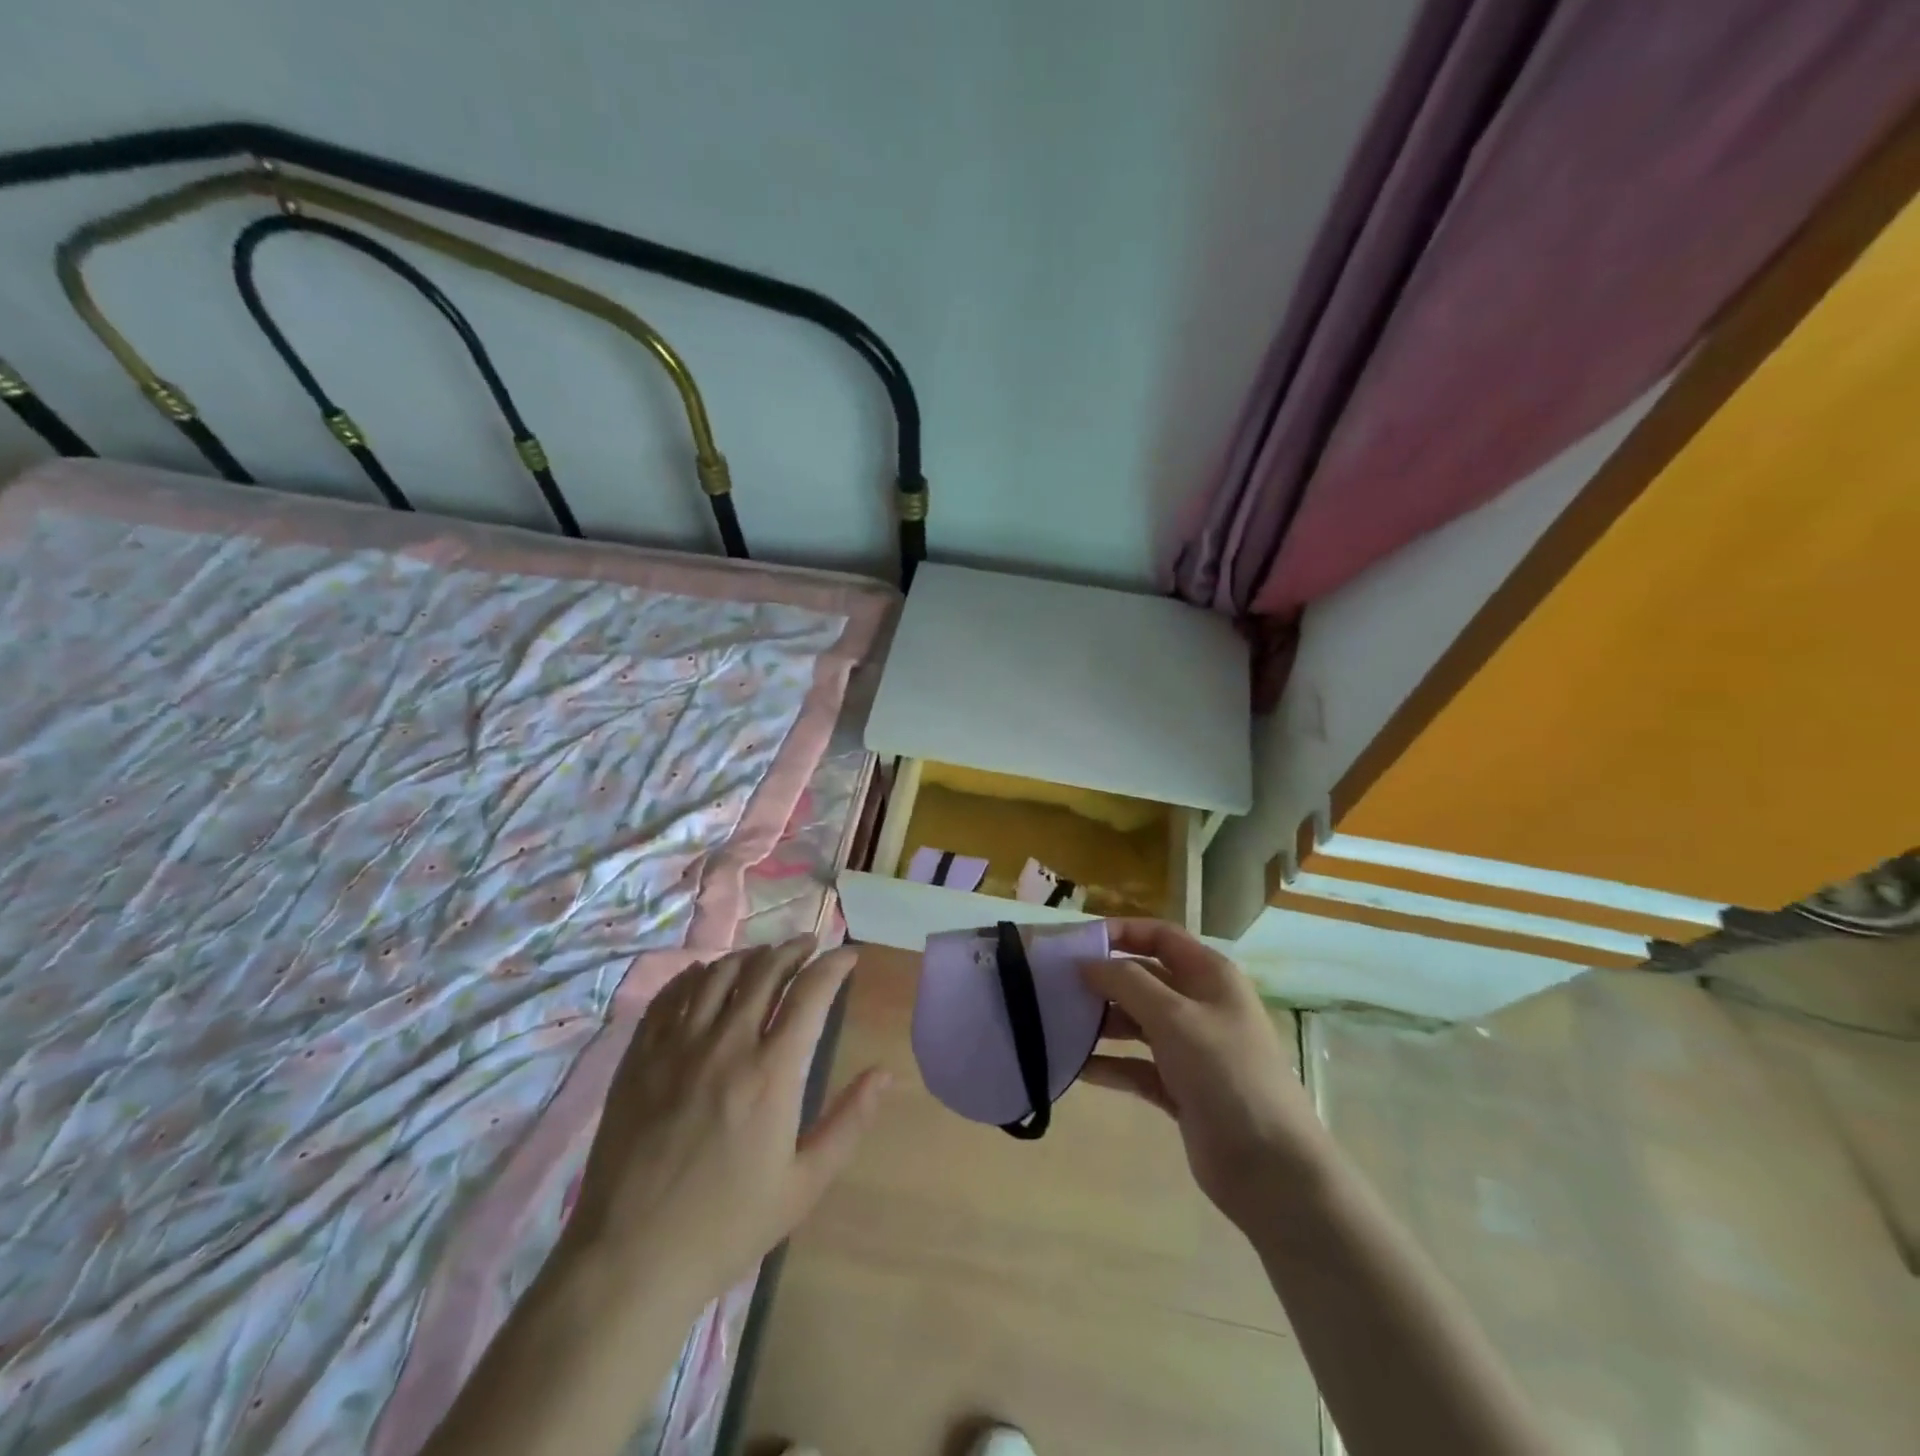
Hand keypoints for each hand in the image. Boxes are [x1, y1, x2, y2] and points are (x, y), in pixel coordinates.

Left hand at [562, 937, 888, 1310]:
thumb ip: (849, 1121)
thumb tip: (885, 1073)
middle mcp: (726, 1044)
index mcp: (772, 1072)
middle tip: (809, 946)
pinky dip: (693, 976)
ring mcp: (676, 1047)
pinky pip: (669, 997)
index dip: (834, 965)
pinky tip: (703, 976)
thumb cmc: (727, 1226)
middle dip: (793, 949)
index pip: (811, 992)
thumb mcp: (804, 1184)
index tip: (849, 956)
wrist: (630, 1261)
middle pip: (765, 971)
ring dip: (748, 956)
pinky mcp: (638, 1058)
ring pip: (718, 975)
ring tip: (763, 957)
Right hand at [1081, 919, 1320, 1233]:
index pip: (1159, 936)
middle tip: (1056, 987)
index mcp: (1209, 975)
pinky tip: (1077, 1069)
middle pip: (1143, 978)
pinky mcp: (1180, 1088)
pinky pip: (1136, 1065)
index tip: (1076, 943)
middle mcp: (1200, 1005)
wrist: (1270, 1168)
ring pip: (1136, 1022)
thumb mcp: (1174, 1017)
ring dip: (1102, 1023)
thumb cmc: (1225, 1073)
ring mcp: (1191, 1048)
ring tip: (1060, 1027)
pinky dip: (1111, 1065)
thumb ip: (1126, 982)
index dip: (1120, 932)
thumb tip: (1086, 963)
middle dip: (1103, 980)